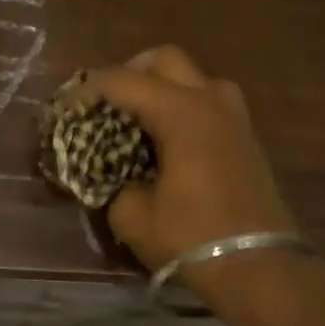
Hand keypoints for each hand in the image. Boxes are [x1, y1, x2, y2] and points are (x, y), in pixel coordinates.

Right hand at [88, 46, 296, 287]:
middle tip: (105, 102)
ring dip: (162, 86)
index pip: (124, 81)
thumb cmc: (191, 238)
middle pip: (165, 59)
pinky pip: (209, 101)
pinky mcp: (246, 137)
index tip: (65, 104)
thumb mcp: (133, 217)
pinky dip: (182, 105)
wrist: (259, 266)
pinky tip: (165, 138)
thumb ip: (113, 183)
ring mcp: (235, 117)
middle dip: (130, 72)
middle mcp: (211, 101)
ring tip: (137, 118)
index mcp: (181, 113)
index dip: (88, 88)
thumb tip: (110, 174)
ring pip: (193, 76)